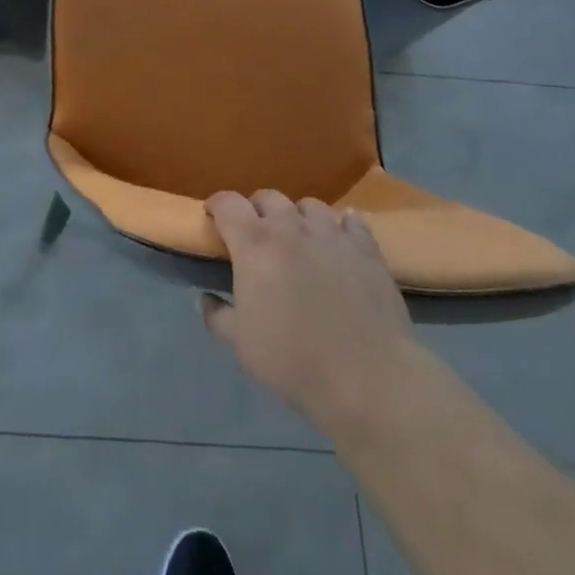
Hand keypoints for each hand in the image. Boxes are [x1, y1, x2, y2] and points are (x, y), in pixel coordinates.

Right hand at [201, 191, 416, 433]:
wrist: (368, 377)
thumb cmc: (294, 359)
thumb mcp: (241, 344)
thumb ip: (217, 316)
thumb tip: (206, 299)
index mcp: (254, 243)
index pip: (228, 203)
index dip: (217, 206)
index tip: (214, 220)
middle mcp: (291, 227)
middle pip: (268, 197)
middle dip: (256, 210)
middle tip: (256, 236)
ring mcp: (332, 234)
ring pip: (309, 205)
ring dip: (297, 217)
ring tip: (299, 239)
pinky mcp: (367, 248)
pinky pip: (351, 221)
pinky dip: (341, 225)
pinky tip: (340, 240)